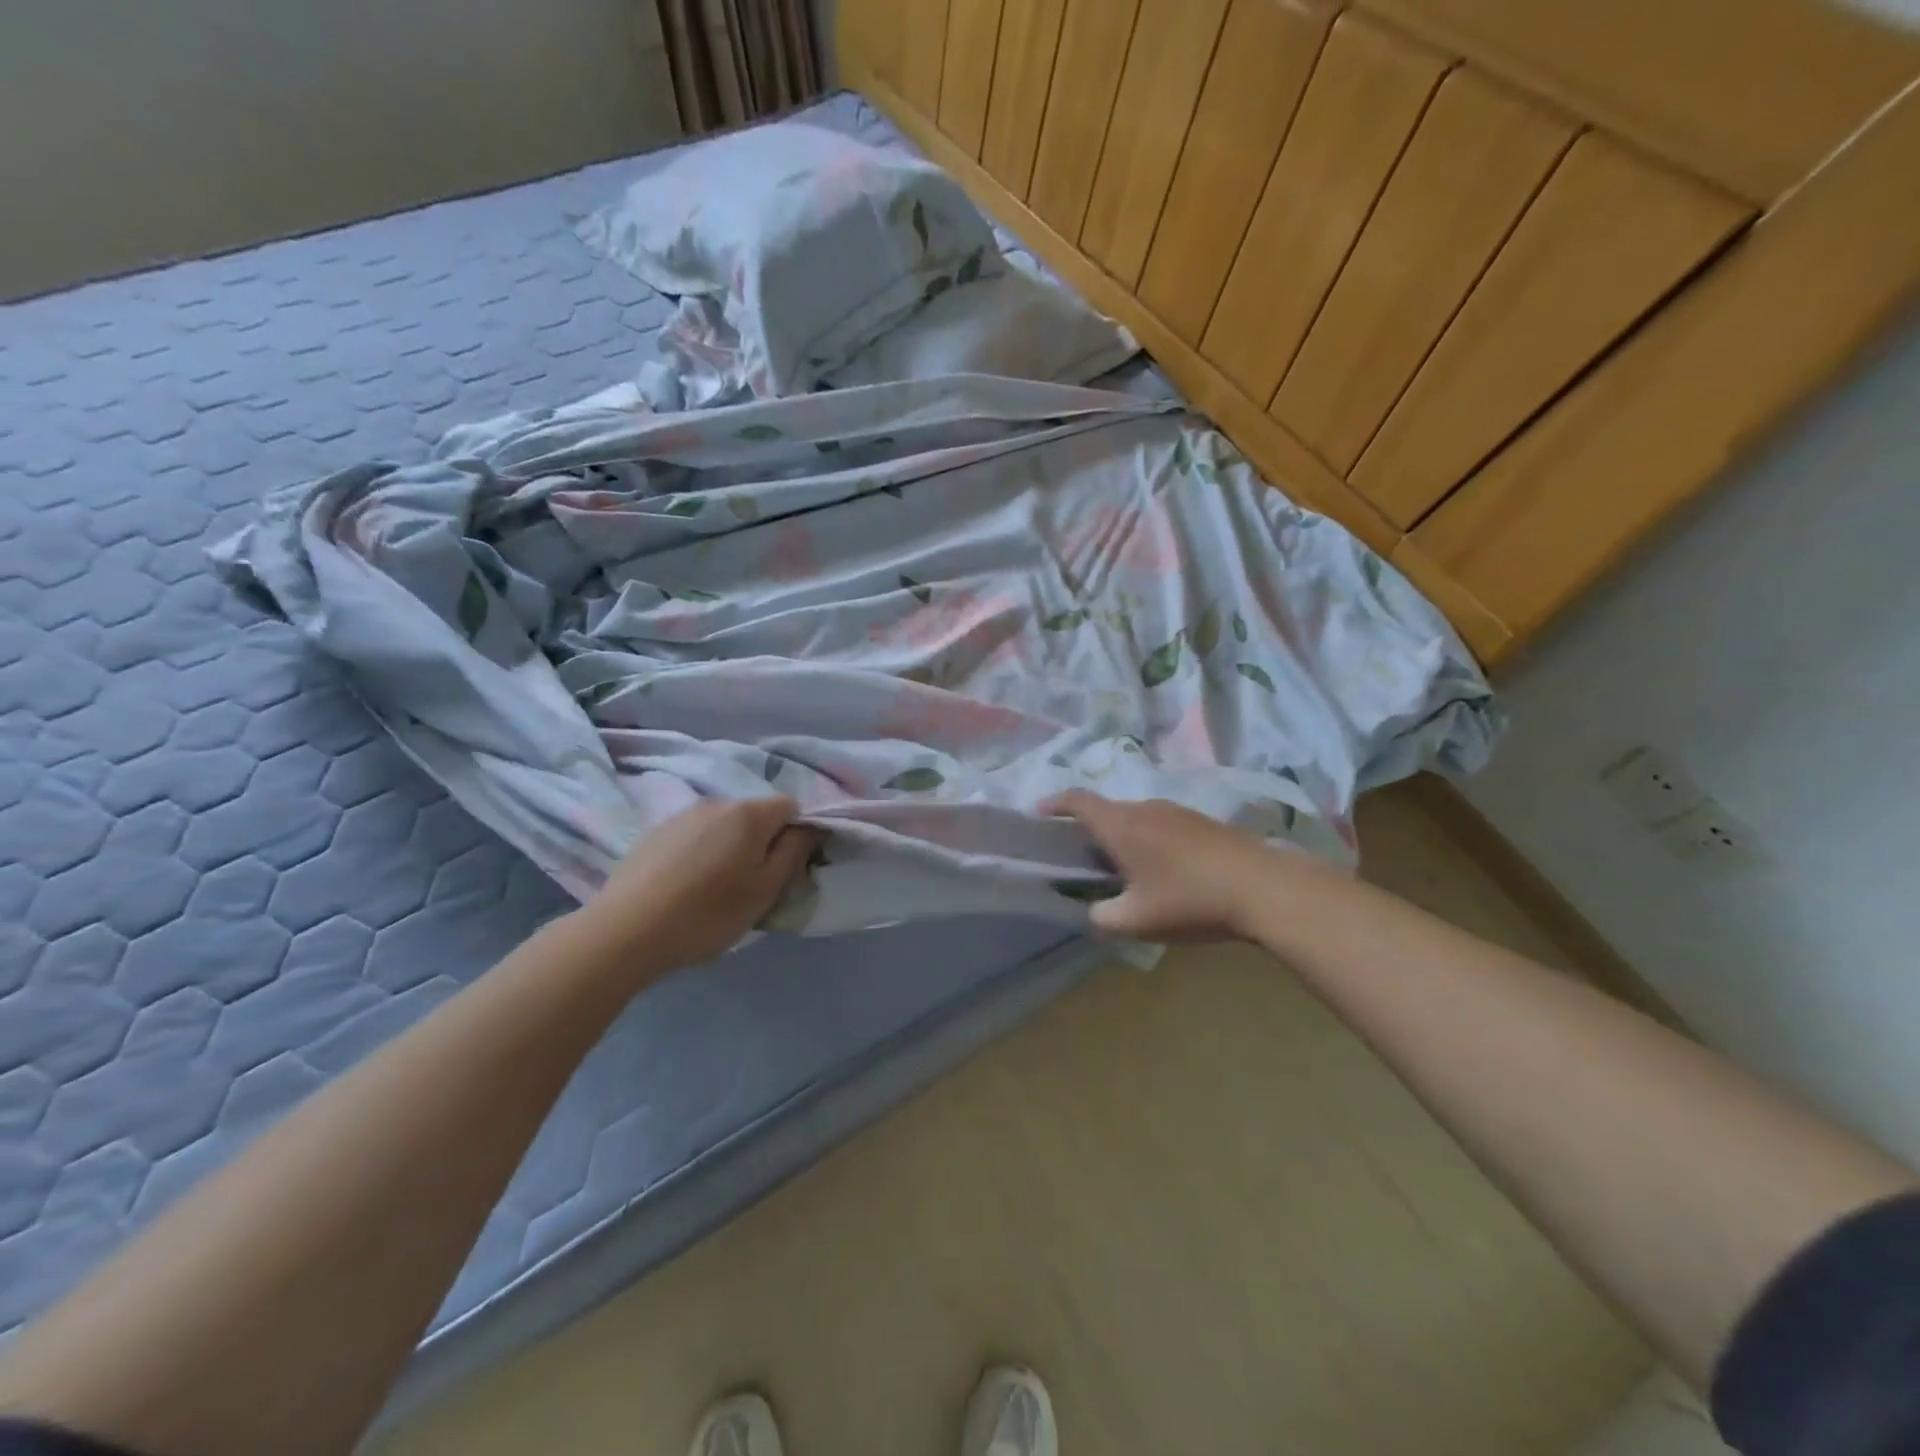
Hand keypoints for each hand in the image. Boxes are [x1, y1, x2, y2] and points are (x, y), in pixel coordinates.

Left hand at [577, 796, 819, 970]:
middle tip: (754, 884)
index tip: (789, 867)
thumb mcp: (764, 891)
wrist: (624, 931)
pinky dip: (701, 852)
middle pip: (756, 814)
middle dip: (763, 841)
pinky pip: (695, 834)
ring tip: (716, 887)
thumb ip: (793, 853)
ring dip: (731, 847)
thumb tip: (808, 827)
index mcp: (748, 814)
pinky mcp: (654, 832)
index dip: (798, 832)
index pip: (791, 806)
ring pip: (724, 825)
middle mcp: (717, 802)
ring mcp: (682, 815)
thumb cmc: (707, 914)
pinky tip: (686, 885)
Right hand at [1042, 791, 1312, 942]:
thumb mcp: (1135, 921)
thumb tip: (1095, 912)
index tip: (1039, 813)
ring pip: (1137, 818)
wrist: (1263, 887)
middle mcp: (1145, 809)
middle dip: (1090, 830)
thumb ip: (1103, 917)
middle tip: (1083, 858)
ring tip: (1124, 869)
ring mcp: (1178, 812)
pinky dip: (1150, 840)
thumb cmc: (1189, 900)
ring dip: (1123, 837)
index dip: (1055, 804)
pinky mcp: (1203, 822)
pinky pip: (1162, 825)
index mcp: (1121, 825)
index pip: (1078, 802)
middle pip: (1108, 811)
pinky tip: (1164, 871)